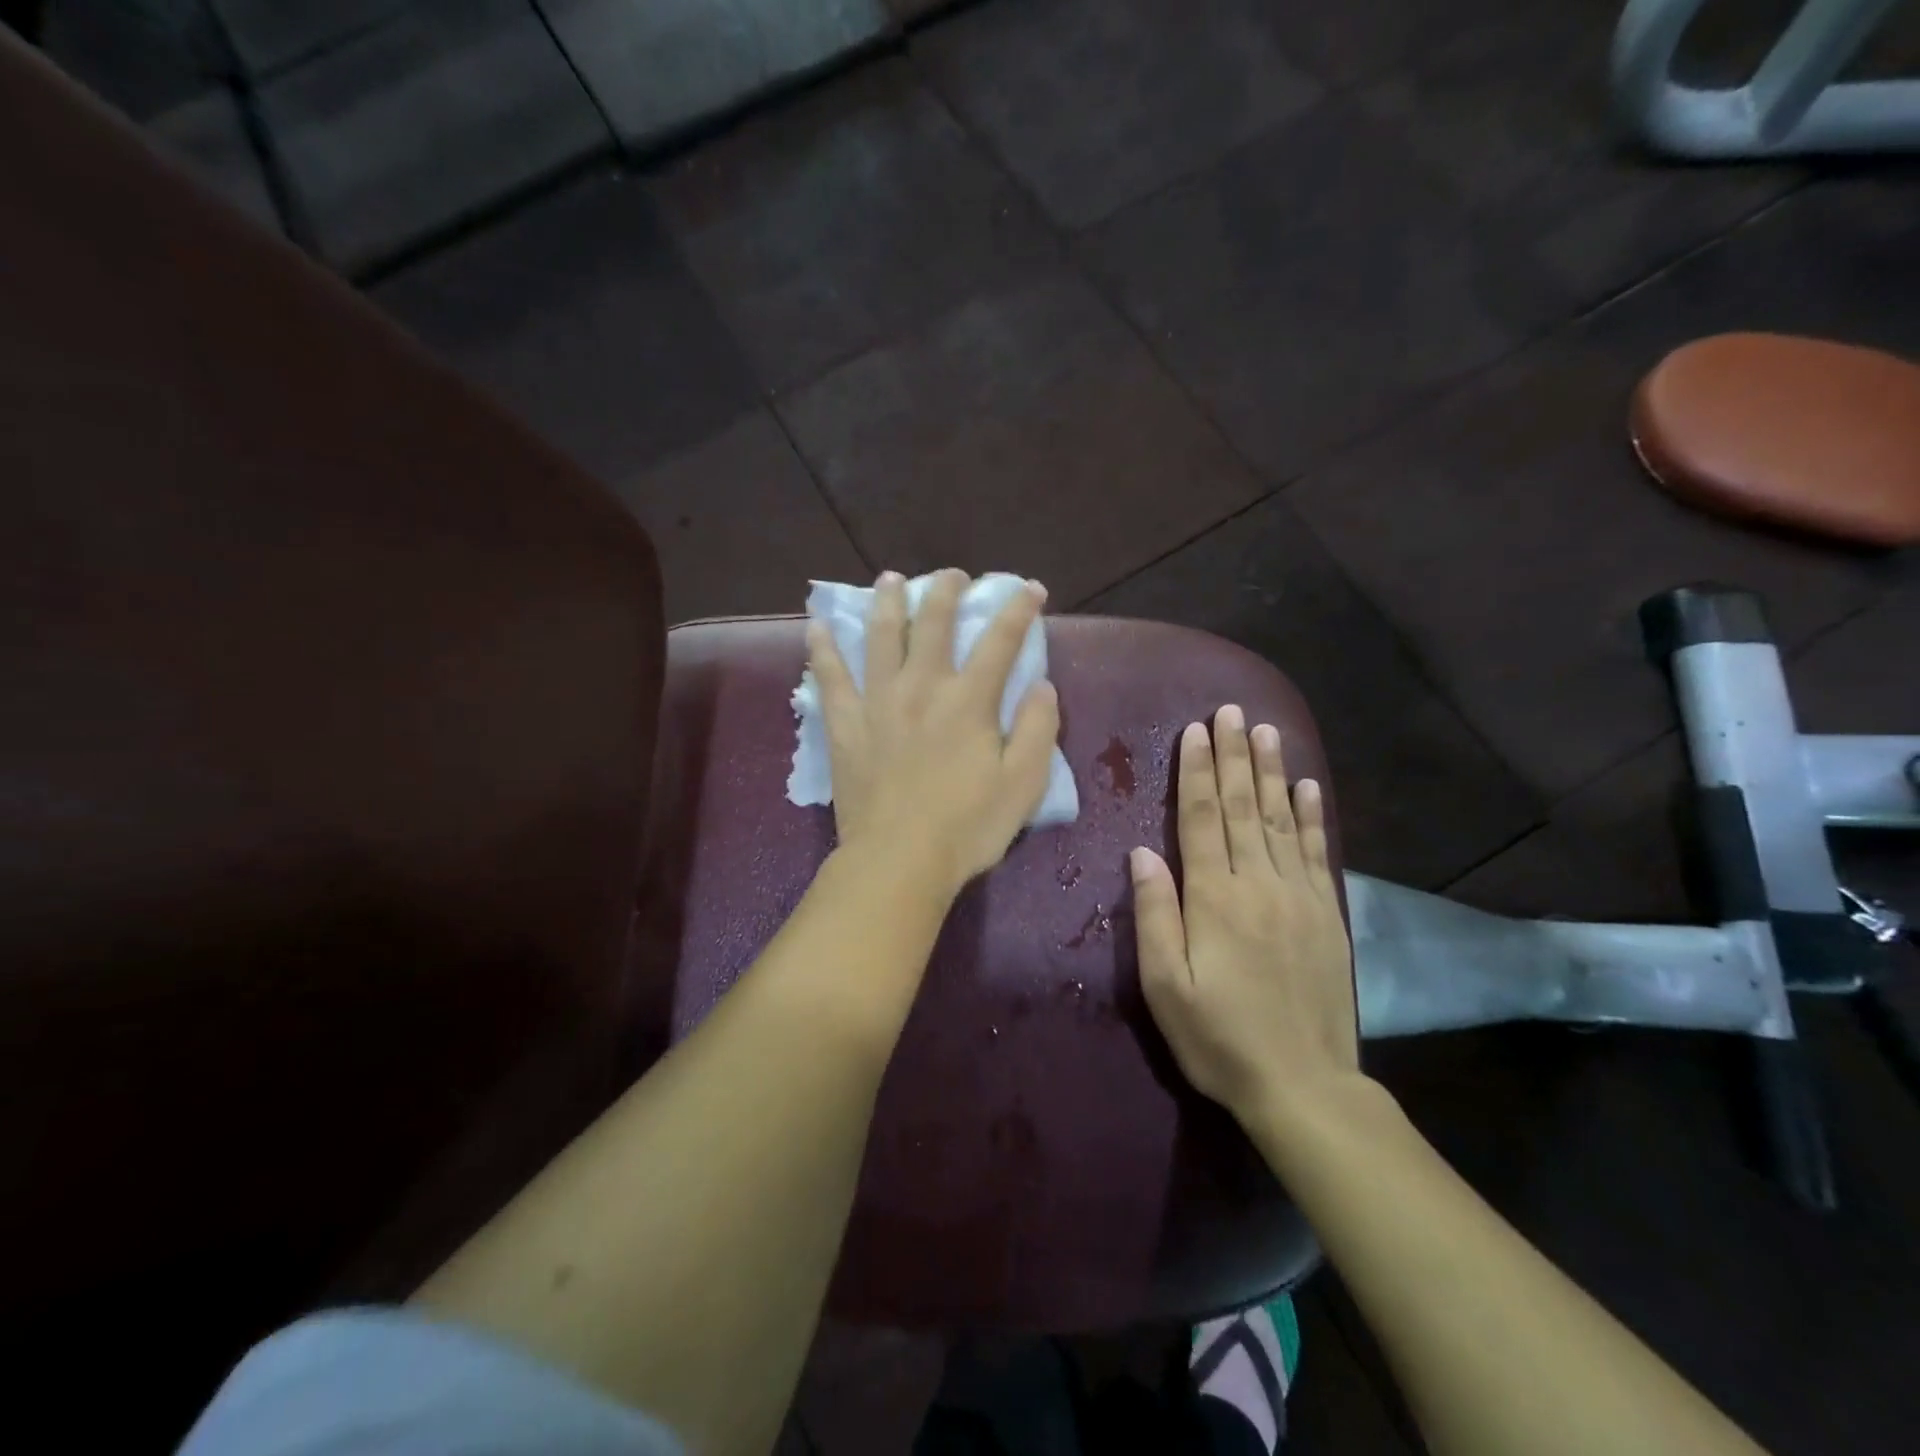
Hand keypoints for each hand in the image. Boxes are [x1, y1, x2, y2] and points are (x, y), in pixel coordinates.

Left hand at [808, 570, 1060, 898]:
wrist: (898, 860)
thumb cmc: (967, 827)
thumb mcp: (1023, 784)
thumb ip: (1037, 729)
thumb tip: (1041, 685)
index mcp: (968, 700)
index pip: (1000, 641)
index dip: (1018, 609)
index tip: (1029, 588)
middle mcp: (922, 687)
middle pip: (934, 624)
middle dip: (947, 591)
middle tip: (953, 575)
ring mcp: (878, 702)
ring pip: (881, 637)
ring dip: (889, 602)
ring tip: (891, 579)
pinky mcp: (845, 725)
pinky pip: (829, 678)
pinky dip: (822, 650)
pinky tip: (816, 628)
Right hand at [1132, 705, 1358, 1128]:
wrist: (1304, 1086)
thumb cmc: (1219, 1038)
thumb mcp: (1166, 986)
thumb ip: (1155, 914)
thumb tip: (1142, 853)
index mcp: (1214, 898)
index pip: (1203, 819)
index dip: (1198, 772)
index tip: (1197, 731)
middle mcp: (1259, 883)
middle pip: (1244, 807)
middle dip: (1235, 755)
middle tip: (1232, 710)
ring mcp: (1300, 896)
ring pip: (1281, 820)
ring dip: (1271, 772)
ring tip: (1266, 731)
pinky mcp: (1327, 915)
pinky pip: (1318, 852)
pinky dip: (1313, 815)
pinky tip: (1308, 787)